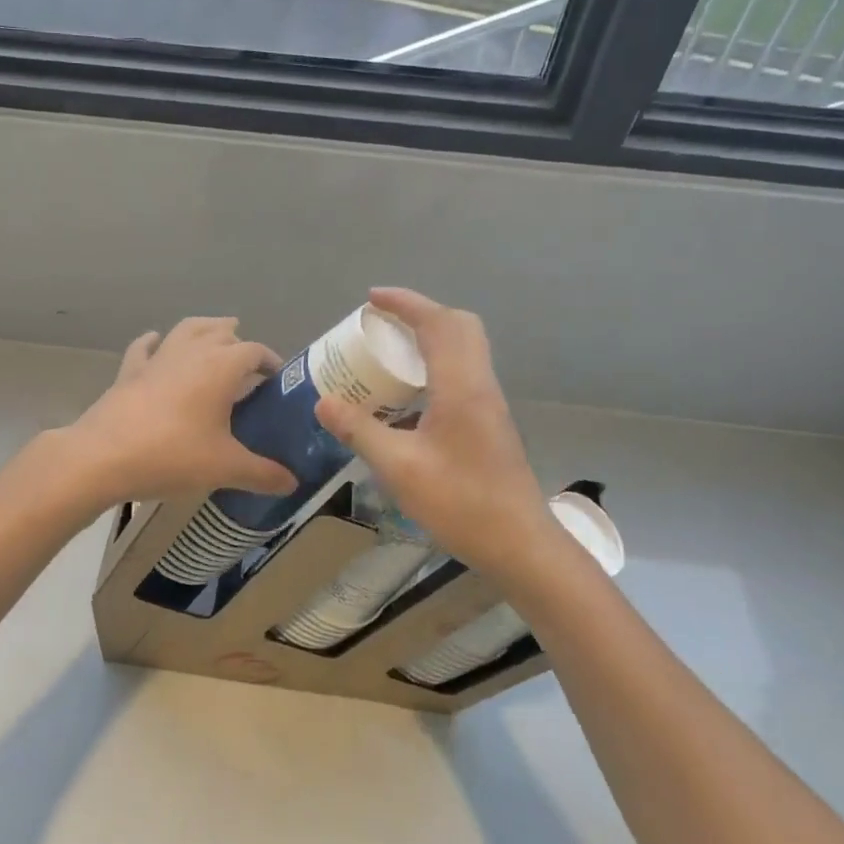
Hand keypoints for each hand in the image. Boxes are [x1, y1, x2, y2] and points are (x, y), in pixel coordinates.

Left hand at [62, 317, 298, 503]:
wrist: (102, 457)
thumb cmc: (172, 455)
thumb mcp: (224, 468)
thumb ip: (262, 474)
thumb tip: (293, 483)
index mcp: (221, 367)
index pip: (255, 351)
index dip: (270, 361)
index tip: (278, 380)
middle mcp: (191, 352)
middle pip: (221, 332)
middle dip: (238, 342)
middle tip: (248, 367)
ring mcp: (157, 358)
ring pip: (186, 330)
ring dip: (204, 330)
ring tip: (215, 337)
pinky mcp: (129, 371)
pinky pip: (145, 347)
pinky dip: (155, 342)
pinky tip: (157, 342)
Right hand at [316, 288, 549, 578]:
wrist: (520, 544)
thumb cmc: (461, 503)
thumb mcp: (399, 468)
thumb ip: (359, 431)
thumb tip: (323, 402)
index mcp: (461, 386)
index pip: (436, 323)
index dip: (405, 303)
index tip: (372, 299)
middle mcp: (480, 384)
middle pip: (459, 326)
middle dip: (421, 313)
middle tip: (384, 323)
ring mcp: (490, 402)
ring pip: (466, 348)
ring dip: (431, 337)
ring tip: (391, 353)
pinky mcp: (491, 421)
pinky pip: (464, 372)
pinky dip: (437, 364)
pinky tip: (410, 396)